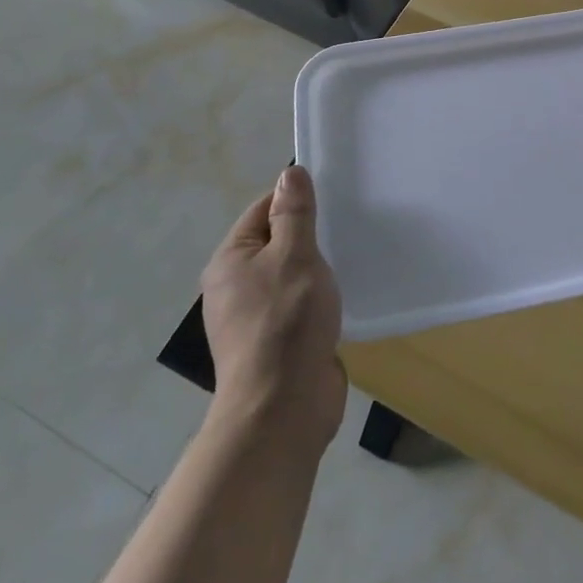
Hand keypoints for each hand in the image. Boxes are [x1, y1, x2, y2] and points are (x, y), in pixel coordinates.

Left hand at [200, 166, 345, 451]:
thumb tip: (289, 173)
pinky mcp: (276, 344)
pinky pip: (300, 305)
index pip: (263, 210)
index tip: (333, 198)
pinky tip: (345, 295)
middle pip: (277, 243)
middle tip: (349, 225)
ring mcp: (254, 319)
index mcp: (230, 261)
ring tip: (352, 258)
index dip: (295, 201)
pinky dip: (320, 298)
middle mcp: (234, 287)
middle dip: (311, 236)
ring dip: (318, 269)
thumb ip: (294, 214)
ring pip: (290, 276)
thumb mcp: (295, 256)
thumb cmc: (286, 321)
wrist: (283, 408)